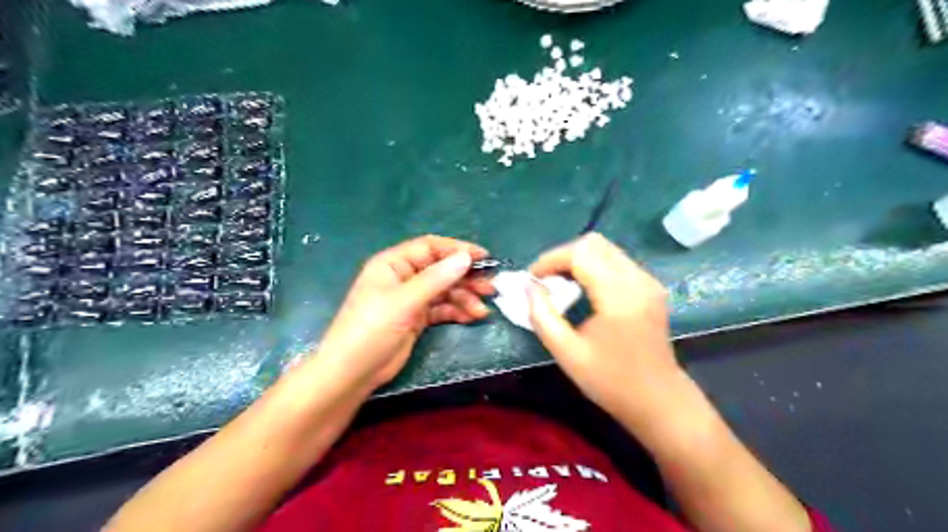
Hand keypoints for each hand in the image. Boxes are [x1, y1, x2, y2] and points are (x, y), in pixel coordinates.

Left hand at [315, 235, 496, 390]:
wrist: (352, 372)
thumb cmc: (372, 329)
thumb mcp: (404, 302)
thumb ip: (436, 279)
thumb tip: (465, 257)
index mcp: (394, 263)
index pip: (431, 247)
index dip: (458, 249)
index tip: (484, 257)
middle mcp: (403, 277)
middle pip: (441, 269)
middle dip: (466, 277)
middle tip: (491, 287)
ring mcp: (410, 298)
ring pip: (444, 290)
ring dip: (465, 298)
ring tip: (483, 310)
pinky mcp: (416, 318)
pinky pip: (441, 308)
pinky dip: (456, 311)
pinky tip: (471, 317)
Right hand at [530, 235, 686, 434]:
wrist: (659, 400)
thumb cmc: (611, 382)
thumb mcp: (567, 353)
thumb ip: (542, 316)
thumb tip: (529, 286)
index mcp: (619, 296)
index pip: (580, 253)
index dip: (550, 259)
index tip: (532, 279)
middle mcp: (637, 280)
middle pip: (593, 243)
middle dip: (562, 256)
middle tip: (545, 281)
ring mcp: (648, 281)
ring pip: (605, 249)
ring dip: (577, 260)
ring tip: (560, 285)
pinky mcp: (650, 286)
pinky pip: (616, 261)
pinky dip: (593, 267)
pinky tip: (583, 289)